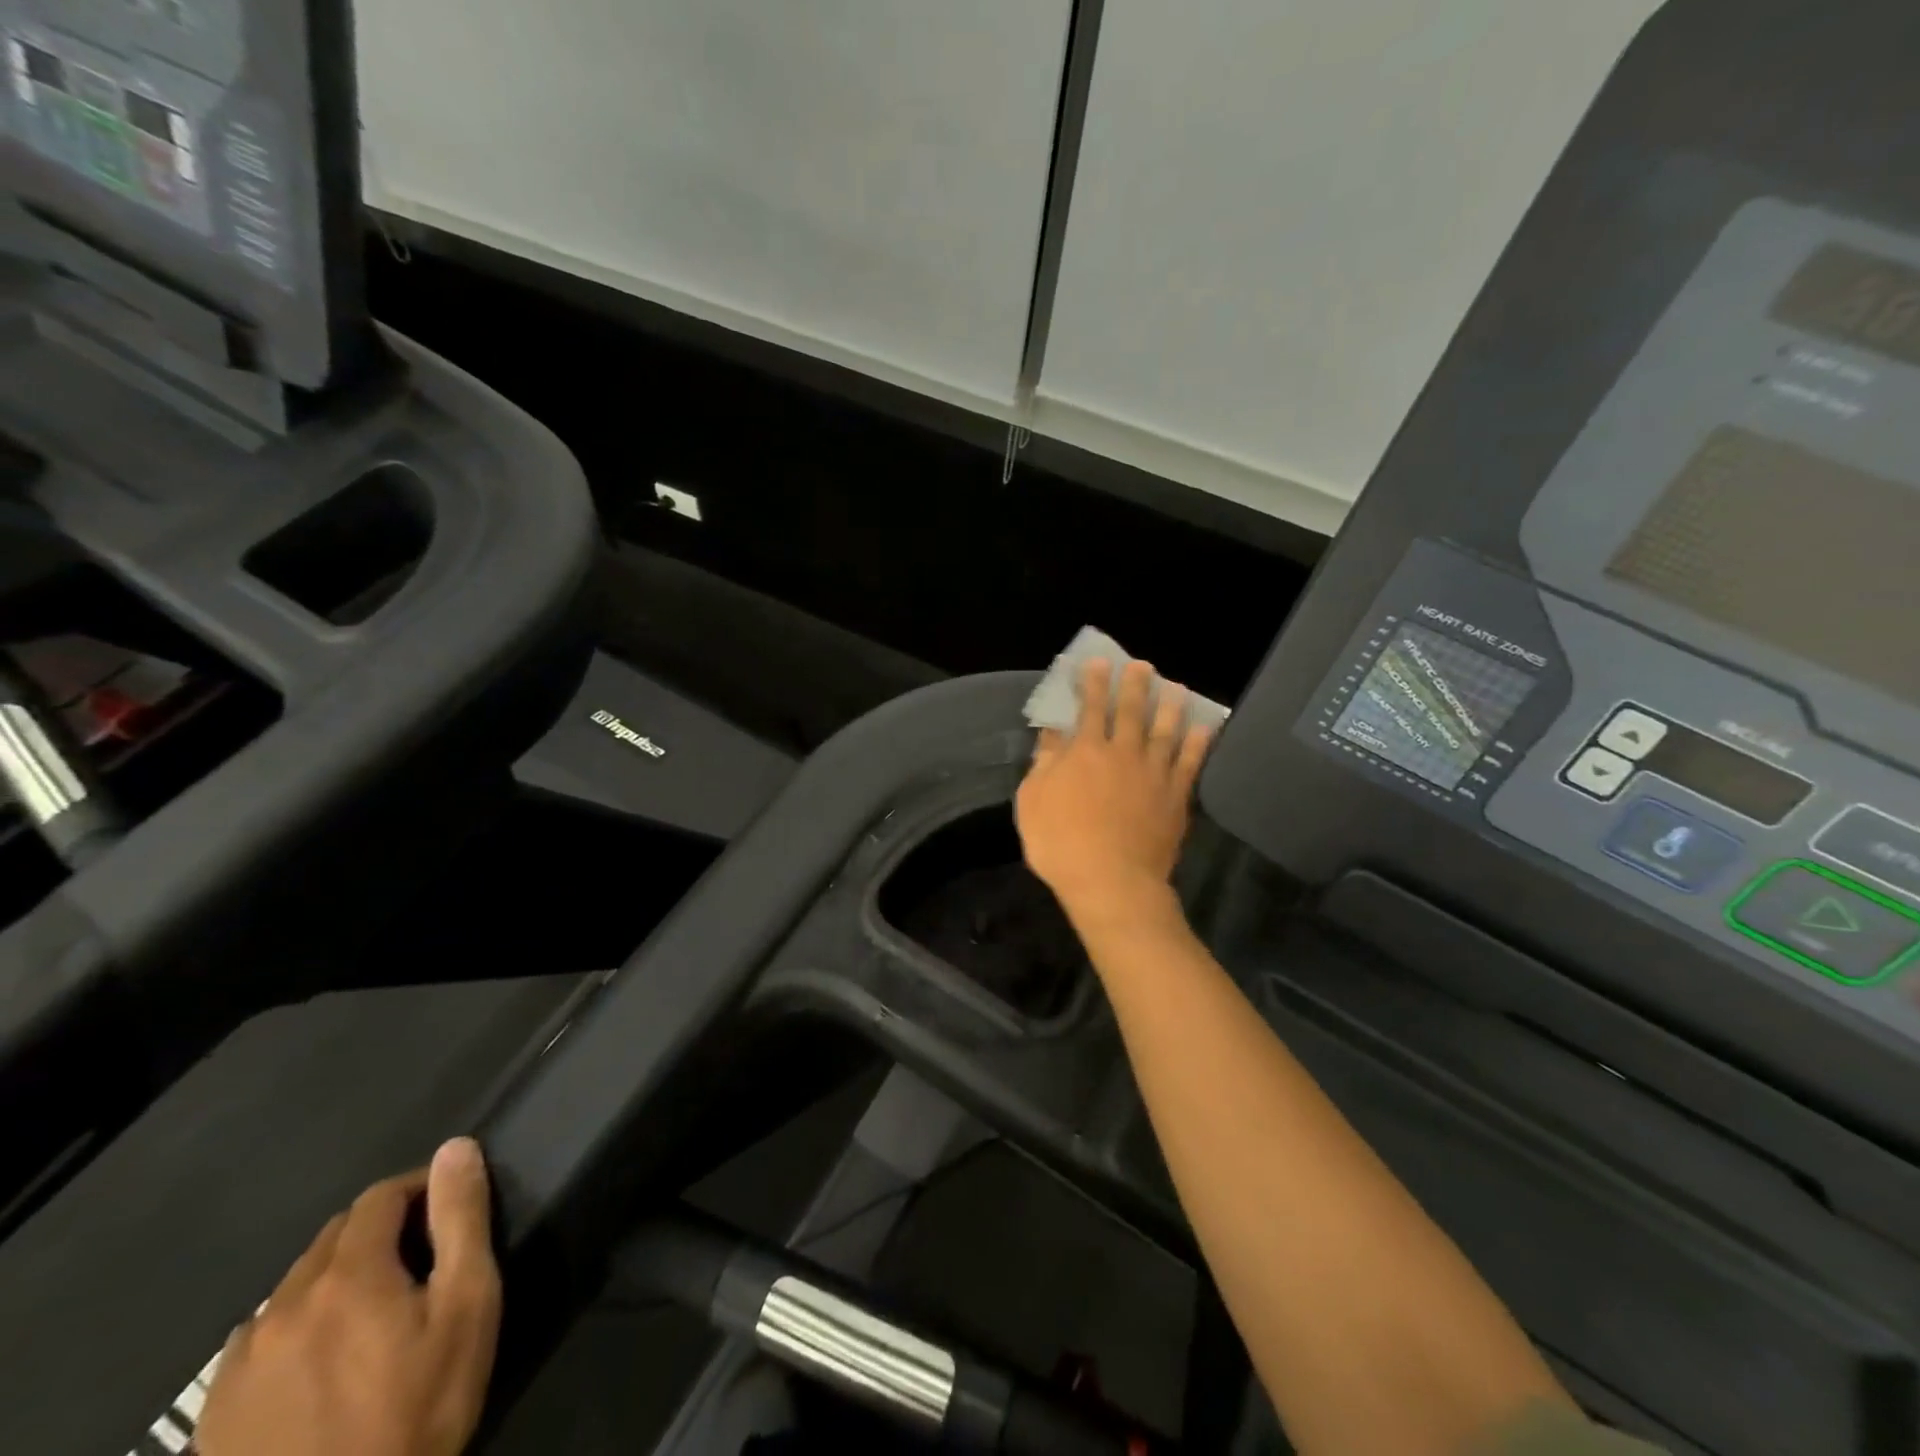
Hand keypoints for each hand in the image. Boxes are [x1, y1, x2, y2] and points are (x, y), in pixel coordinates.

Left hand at [195, 1138, 502, 1455]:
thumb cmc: (417, 1408)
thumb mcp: (467, 1305)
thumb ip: (461, 1219)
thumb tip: (454, 1148)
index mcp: (346, 1275)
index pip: (379, 1197)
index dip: (418, 1188)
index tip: (447, 1207)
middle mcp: (283, 1306)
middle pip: (334, 1237)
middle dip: (379, 1232)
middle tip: (418, 1262)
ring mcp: (239, 1364)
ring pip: (294, 1287)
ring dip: (336, 1278)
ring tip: (371, 1312)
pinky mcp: (213, 1415)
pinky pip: (258, 1339)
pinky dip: (296, 1326)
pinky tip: (318, 1360)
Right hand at [1016, 659, 1213, 927]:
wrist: (1112, 882)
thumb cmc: (1061, 844)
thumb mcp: (1033, 802)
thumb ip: (1043, 763)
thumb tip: (1051, 734)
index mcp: (1085, 752)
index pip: (1090, 708)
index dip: (1093, 683)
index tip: (1098, 662)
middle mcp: (1123, 753)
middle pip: (1131, 711)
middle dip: (1135, 685)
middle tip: (1142, 665)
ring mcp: (1154, 774)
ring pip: (1165, 731)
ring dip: (1170, 706)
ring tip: (1176, 687)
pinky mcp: (1176, 797)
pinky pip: (1190, 763)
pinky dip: (1198, 743)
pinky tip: (1204, 728)